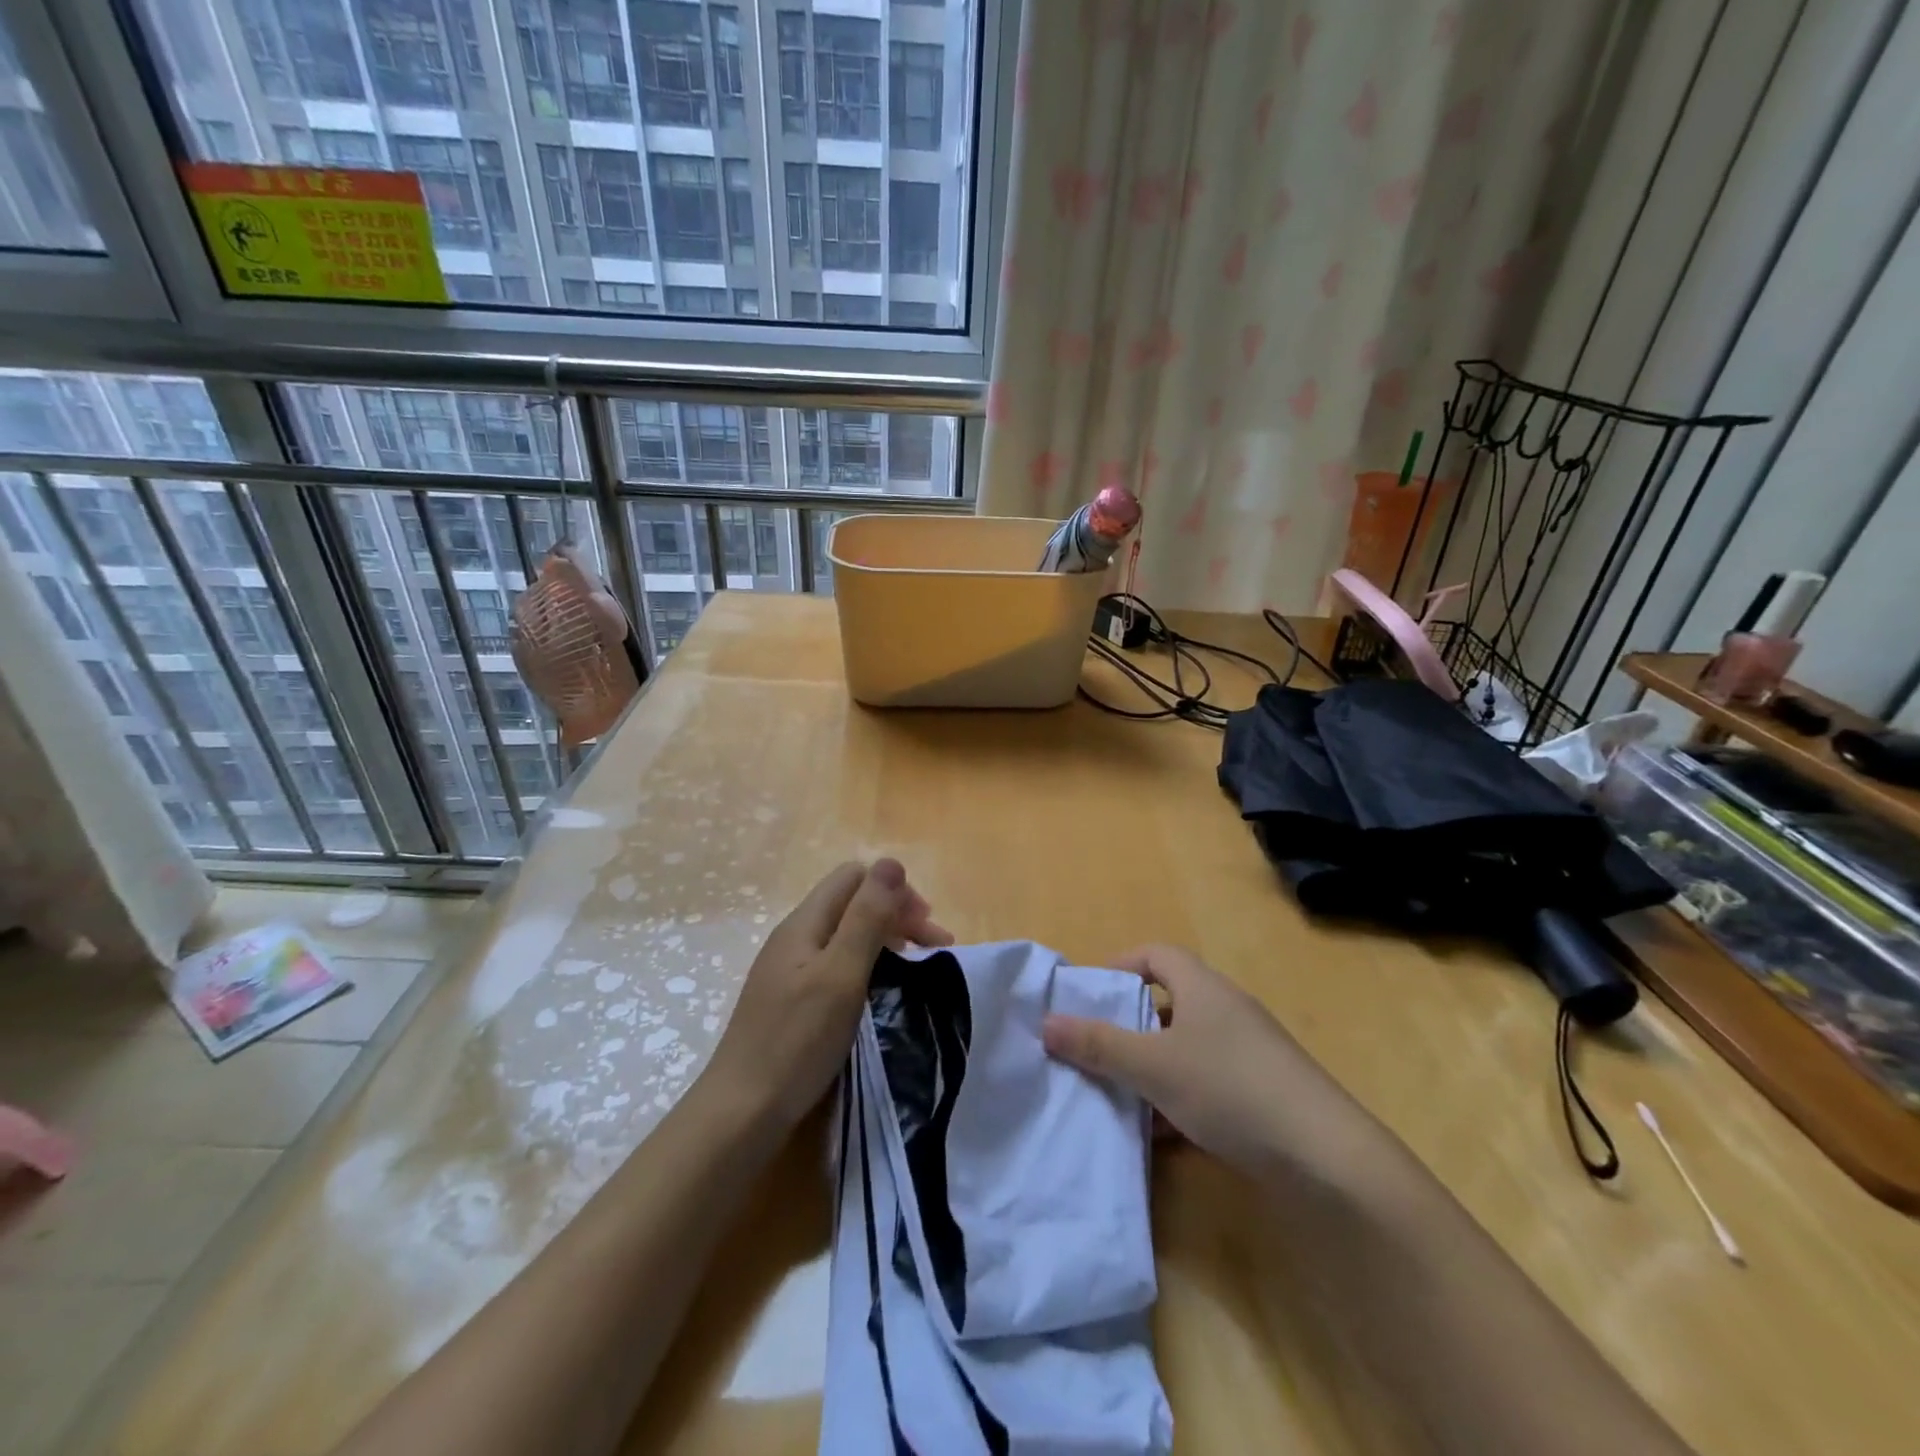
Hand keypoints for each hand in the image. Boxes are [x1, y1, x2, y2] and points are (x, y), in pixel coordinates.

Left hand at [706, 860, 951, 1130]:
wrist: (742, 1112)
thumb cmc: (797, 1040)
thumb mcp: (841, 973)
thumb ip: (867, 917)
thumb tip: (891, 863)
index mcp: (804, 923)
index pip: (854, 877)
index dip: (894, 891)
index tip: (926, 928)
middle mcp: (795, 937)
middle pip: (851, 903)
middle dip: (896, 915)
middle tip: (935, 948)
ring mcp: (790, 970)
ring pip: (846, 934)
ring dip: (886, 941)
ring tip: (918, 968)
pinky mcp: (791, 1000)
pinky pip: (836, 964)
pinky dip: (867, 966)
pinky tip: (880, 992)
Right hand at [1042, 945, 1314, 1174]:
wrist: (1327, 1159)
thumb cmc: (1230, 1089)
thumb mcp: (1154, 1066)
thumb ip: (1098, 1045)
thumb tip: (1045, 1023)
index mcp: (1203, 988)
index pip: (1155, 954)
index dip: (1119, 967)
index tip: (1088, 997)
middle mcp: (1226, 1012)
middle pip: (1167, 1004)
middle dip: (1127, 1026)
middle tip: (1092, 1050)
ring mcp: (1248, 1055)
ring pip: (1184, 1050)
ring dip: (1150, 1070)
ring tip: (1115, 1097)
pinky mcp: (1261, 1096)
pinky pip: (1206, 1086)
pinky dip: (1178, 1102)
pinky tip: (1159, 1138)